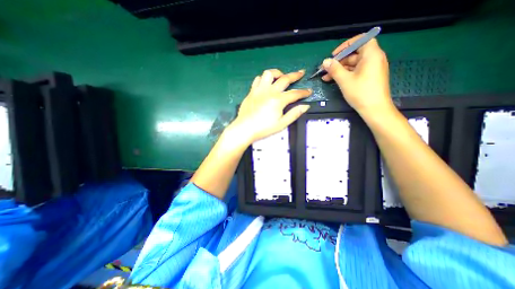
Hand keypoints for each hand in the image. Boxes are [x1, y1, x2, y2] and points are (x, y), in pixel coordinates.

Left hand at [232, 67, 311, 143]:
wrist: (245, 128)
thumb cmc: (263, 128)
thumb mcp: (281, 124)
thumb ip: (294, 114)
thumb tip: (305, 106)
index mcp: (278, 100)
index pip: (295, 94)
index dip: (304, 92)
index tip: (309, 91)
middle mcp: (269, 91)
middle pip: (285, 79)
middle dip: (295, 75)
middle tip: (301, 73)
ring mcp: (259, 90)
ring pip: (269, 74)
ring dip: (277, 73)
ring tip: (281, 76)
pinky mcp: (252, 91)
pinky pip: (258, 79)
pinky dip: (263, 79)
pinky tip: (266, 83)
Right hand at [321, 35, 395, 116]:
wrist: (374, 109)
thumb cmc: (360, 92)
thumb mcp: (344, 80)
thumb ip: (334, 69)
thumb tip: (325, 61)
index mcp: (371, 54)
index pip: (361, 40)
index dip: (346, 45)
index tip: (334, 54)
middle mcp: (374, 59)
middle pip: (355, 53)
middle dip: (339, 61)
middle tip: (326, 69)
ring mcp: (372, 69)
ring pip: (354, 64)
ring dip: (339, 69)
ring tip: (326, 77)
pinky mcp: (369, 77)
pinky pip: (356, 71)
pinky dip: (345, 74)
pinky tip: (334, 80)